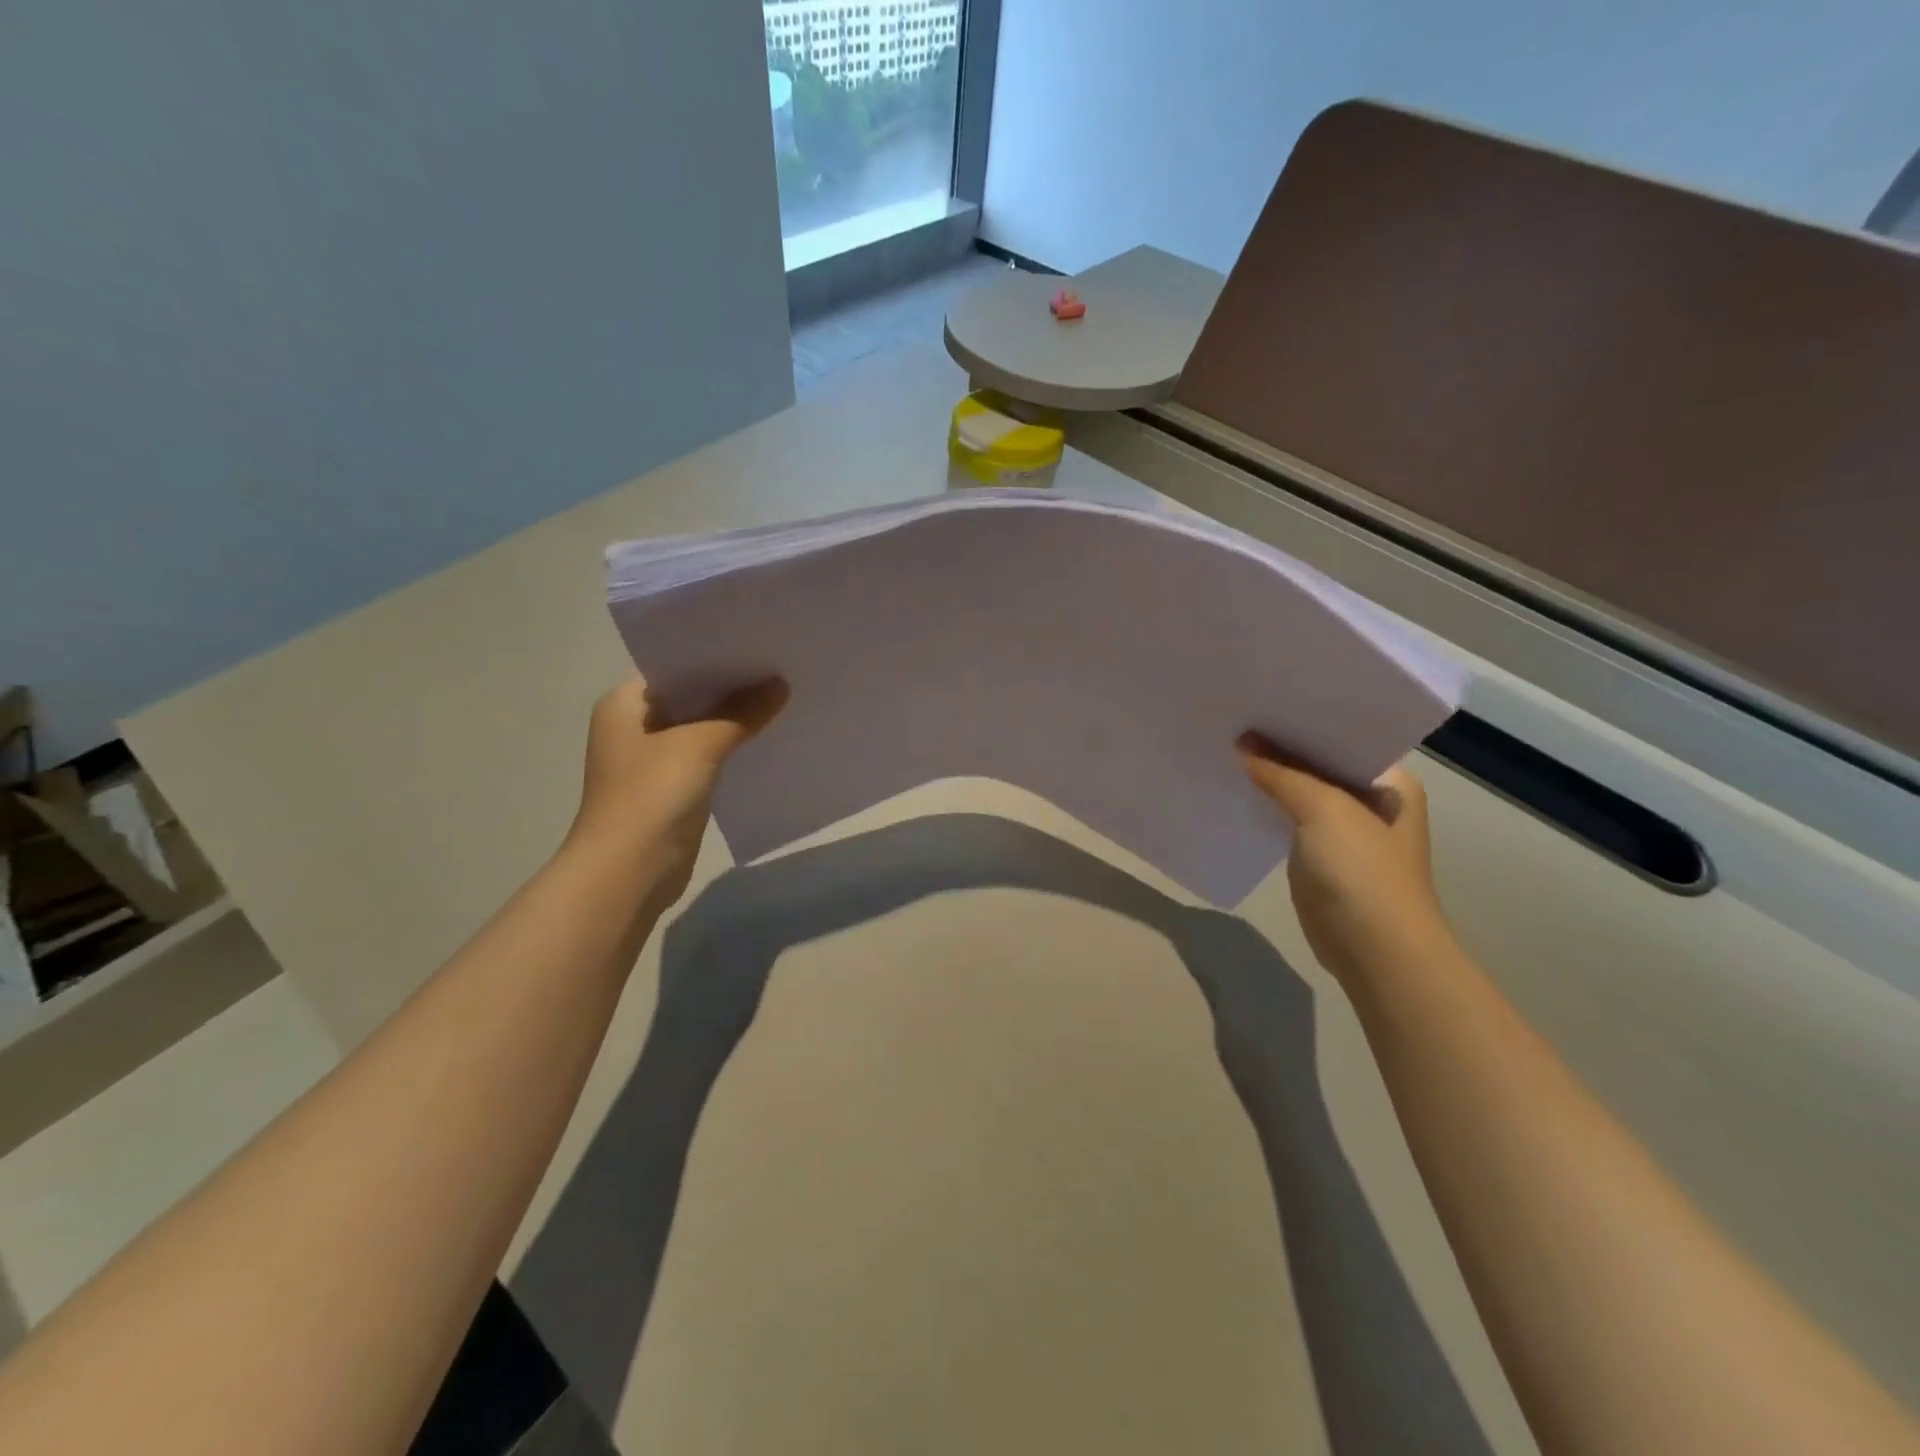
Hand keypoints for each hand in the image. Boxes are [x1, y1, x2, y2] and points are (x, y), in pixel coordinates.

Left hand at [567, 677, 788, 905]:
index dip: (714, 655)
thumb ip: (741, 713)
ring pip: (701, 728)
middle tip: (778, 667)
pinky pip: (707, 757)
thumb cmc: (650, 797)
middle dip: (731, 687)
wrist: (628, 873)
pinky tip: (766, 738)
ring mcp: (652, 760)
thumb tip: (781, 685)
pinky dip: (732, 748)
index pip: (673, 666)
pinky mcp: (671, 789)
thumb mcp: (699, 745)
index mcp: (623, 705)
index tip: (756, 643)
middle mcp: (634, 726)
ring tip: (781, 697)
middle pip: (690, 697)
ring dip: (734, 719)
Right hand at [1237, 735, 1455, 991]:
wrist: (1374, 950)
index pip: (1343, 736)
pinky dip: (1267, 806)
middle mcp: (1370, 801)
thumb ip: (1282, 774)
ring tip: (1229, 746)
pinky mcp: (1320, 857)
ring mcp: (1345, 831)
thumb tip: (1241, 744)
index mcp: (1389, 782)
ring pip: (1301, 792)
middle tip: (1237, 719)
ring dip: (1271, 777)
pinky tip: (1237, 789)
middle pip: (1319, 763)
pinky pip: (1289, 820)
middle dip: (1281, 747)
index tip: (1263, 700)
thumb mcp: (1324, 810)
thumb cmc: (1362, 871)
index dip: (1304, 719)